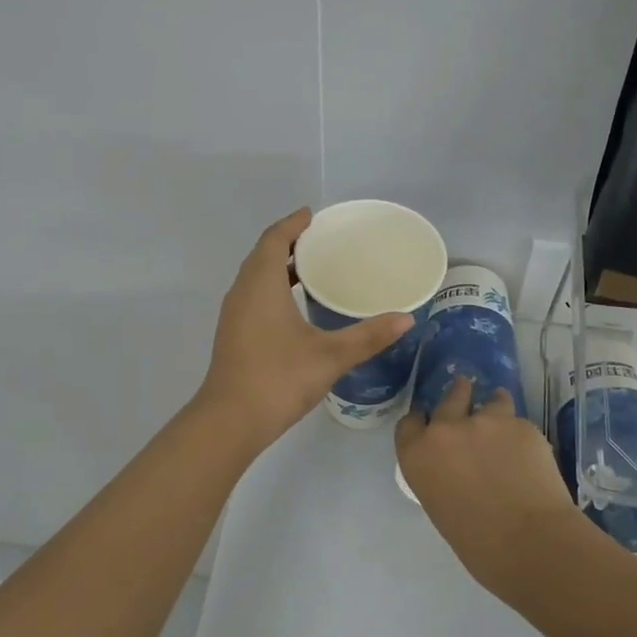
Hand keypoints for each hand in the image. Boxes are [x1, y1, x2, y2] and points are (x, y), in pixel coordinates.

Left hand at [197, 209, 414, 448]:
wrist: (230, 421)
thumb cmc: (278, 378)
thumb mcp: (330, 356)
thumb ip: (369, 336)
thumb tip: (406, 318)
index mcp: (261, 284)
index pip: (274, 239)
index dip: (292, 224)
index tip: (313, 215)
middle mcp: (243, 292)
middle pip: (262, 254)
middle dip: (288, 242)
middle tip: (321, 240)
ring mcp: (234, 314)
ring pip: (256, 276)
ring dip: (279, 266)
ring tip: (313, 268)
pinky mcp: (234, 334)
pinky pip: (253, 295)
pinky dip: (273, 287)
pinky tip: (296, 306)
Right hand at [395, 376, 581, 592]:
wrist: (530, 542)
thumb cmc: (478, 544)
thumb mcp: (441, 506)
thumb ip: (441, 475)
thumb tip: (456, 468)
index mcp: (418, 454)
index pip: (409, 423)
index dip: (421, 422)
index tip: (431, 425)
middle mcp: (446, 429)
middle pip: (449, 399)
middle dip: (458, 395)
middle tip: (467, 395)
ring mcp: (485, 421)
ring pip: (491, 401)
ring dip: (494, 407)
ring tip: (505, 422)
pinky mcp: (520, 424)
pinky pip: (518, 422)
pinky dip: (520, 433)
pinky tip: (529, 452)